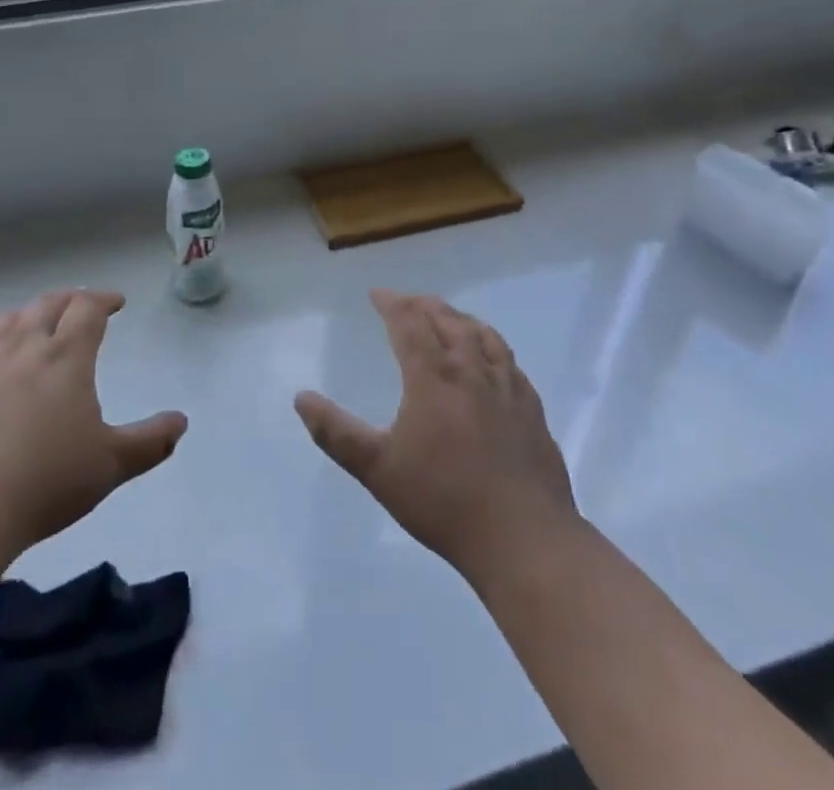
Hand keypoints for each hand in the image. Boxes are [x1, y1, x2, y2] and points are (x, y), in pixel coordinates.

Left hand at [0, 290, 187, 560]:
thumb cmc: (46, 481)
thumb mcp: (111, 465)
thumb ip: (150, 442)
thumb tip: (181, 422)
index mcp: (66, 357)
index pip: (87, 308)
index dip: (104, 299)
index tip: (116, 302)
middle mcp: (24, 348)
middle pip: (47, 304)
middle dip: (70, 299)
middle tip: (81, 305)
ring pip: (7, 320)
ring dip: (29, 314)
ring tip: (36, 323)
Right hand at [295, 289, 578, 586]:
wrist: (524, 539)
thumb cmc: (444, 501)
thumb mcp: (378, 470)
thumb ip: (336, 433)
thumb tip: (301, 398)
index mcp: (433, 376)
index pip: (409, 324)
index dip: (391, 304)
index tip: (377, 294)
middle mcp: (471, 370)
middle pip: (447, 321)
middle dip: (422, 305)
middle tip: (406, 302)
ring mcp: (507, 388)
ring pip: (482, 335)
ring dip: (459, 318)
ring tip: (447, 317)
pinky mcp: (532, 409)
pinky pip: (509, 361)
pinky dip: (492, 345)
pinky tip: (491, 358)